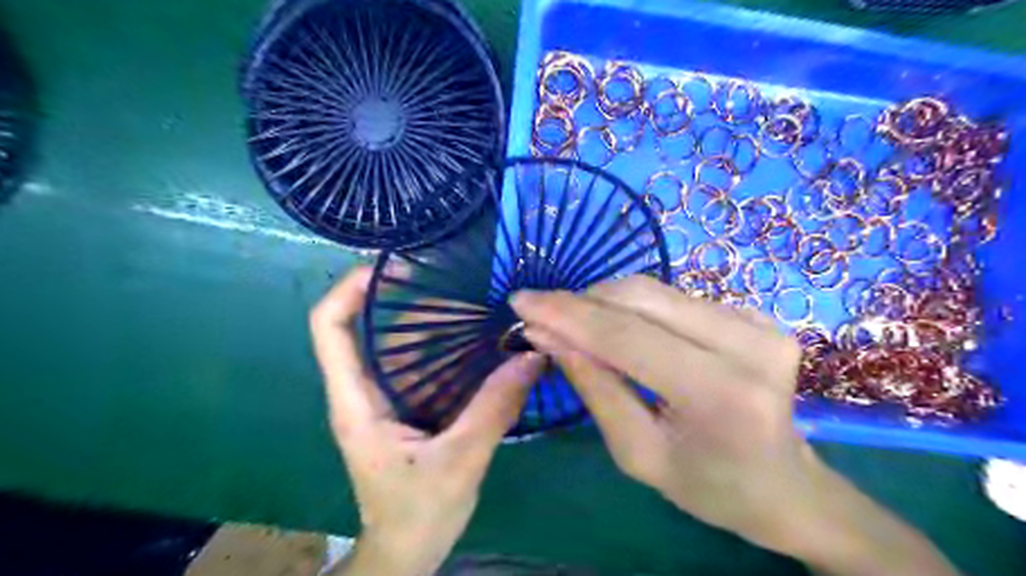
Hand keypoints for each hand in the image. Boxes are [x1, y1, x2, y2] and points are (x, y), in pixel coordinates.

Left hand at [313, 268, 547, 572]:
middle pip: (366, 324)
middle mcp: (363, 391)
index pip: (330, 327)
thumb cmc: (417, 513)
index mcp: (357, 401)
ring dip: (429, 319)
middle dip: (403, 296)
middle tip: (452, 277)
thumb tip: (532, 357)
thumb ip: (494, 409)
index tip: (392, 266)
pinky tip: (477, 340)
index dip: (350, 288)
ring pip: (396, 342)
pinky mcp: (405, 406)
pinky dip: (444, 345)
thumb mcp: (459, 462)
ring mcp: (384, 398)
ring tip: (472, 300)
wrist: (406, 551)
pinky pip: (419, 362)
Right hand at [519, 276, 958, 573]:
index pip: (626, 336)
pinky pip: (675, 299)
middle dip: (581, 301)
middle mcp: (748, 344)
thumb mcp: (638, 453)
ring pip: (656, 290)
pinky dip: (635, 307)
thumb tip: (546, 334)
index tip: (522, 302)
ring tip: (573, 321)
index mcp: (721, 394)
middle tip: (540, 310)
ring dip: (604, 301)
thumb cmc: (710, 487)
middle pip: (642, 298)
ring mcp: (759, 322)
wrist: (786, 486)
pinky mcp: (756, 314)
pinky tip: (618, 327)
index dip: (567, 315)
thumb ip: (593, 387)